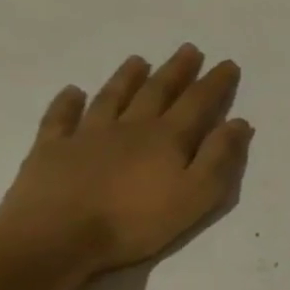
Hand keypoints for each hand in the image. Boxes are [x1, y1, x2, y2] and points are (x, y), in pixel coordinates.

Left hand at [0, 45, 252, 275]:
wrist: (55, 239)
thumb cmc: (136, 221)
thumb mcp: (197, 194)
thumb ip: (220, 157)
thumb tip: (238, 122)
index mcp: (168, 138)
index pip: (198, 102)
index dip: (215, 83)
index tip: (227, 64)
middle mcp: (130, 127)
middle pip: (157, 92)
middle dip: (176, 71)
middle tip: (188, 49)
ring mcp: (87, 136)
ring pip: (112, 98)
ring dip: (127, 78)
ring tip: (138, 60)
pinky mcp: (51, 151)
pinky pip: (60, 119)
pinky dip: (67, 103)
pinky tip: (72, 92)